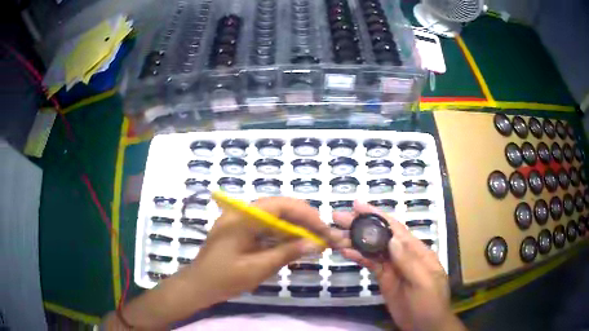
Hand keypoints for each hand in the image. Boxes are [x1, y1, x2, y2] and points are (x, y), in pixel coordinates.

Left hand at [105, 197, 337, 329]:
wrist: (198, 286)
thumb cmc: (224, 279)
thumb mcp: (257, 268)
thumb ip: (286, 253)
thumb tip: (314, 244)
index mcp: (241, 218)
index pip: (279, 205)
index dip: (305, 214)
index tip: (323, 228)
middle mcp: (241, 213)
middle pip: (278, 207)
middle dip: (303, 219)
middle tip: (323, 234)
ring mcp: (240, 221)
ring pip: (275, 217)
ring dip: (295, 227)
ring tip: (316, 240)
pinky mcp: (241, 230)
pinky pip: (267, 227)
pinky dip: (283, 234)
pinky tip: (296, 244)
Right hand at [333, 202, 464, 330]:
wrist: (425, 325)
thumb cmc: (430, 302)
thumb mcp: (423, 282)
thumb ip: (409, 261)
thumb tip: (392, 239)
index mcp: (417, 251)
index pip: (396, 228)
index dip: (377, 216)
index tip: (358, 206)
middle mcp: (403, 255)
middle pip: (381, 236)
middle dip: (361, 225)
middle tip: (338, 217)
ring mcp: (392, 267)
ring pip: (372, 249)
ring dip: (355, 241)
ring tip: (335, 233)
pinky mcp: (384, 278)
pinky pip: (370, 264)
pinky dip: (358, 257)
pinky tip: (345, 252)